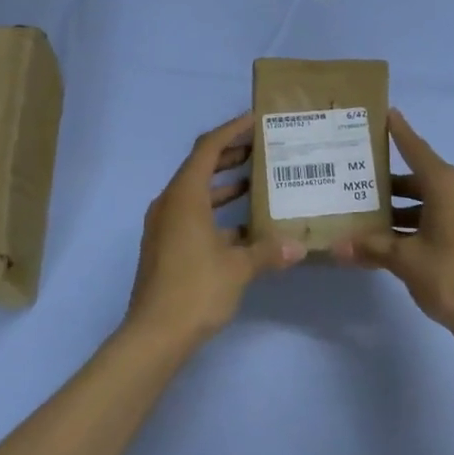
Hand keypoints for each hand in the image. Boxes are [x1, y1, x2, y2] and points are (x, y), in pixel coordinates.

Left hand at [125, 113, 304, 347]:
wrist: (154, 334)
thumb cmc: (196, 289)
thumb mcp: (238, 268)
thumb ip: (268, 251)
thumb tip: (298, 247)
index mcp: (184, 196)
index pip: (208, 149)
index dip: (231, 130)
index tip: (256, 120)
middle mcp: (170, 204)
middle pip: (200, 167)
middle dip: (230, 155)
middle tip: (262, 148)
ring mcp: (165, 226)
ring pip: (197, 193)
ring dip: (225, 185)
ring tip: (258, 181)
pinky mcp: (165, 247)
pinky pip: (193, 216)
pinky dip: (217, 213)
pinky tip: (244, 228)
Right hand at [332, 110, 453, 355]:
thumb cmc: (453, 278)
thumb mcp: (406, 261)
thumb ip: (372, 247)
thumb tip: (337, 246)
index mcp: (447, 185)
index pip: (416, 148)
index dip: (399, 131)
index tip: (385, 113)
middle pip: (420, 176)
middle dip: (389, 181)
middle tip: (356, 179)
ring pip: (430, 199)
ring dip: (402, 207)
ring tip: (368, 215)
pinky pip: (443, 216)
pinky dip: (419, 221)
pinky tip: (394, 238)